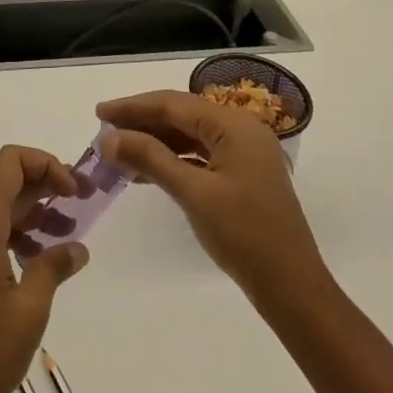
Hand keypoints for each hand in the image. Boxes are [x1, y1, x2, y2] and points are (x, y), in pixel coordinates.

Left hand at [0, 146, 90, 392]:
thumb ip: (54, 267)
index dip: (45, 163)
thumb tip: (76, 248)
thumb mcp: (30, 311)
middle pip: (6, 187)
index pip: (9, 164)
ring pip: (0, 215)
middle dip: (47, 186)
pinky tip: (42, 265)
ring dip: (36, 216)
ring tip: (70, 237)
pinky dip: (19, 240)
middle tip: (84, 202)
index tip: (74, 190)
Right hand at [97, 90, 327, 305]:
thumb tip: (110, 138)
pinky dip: (173, 159)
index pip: (174, 104)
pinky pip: (201, 155)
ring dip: (155, 142)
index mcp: (234, 125)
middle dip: (142, 122)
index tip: (99, 113)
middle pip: (182, 115)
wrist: (293, 288)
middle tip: (104, 132)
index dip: (133, 107)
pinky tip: (146, 172)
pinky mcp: (243, 174)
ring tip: (118, 152)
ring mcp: (244, 152)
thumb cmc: (244, 235)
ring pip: (190, 136)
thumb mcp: (193, 194)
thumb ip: (151, 159)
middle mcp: (241, 129)